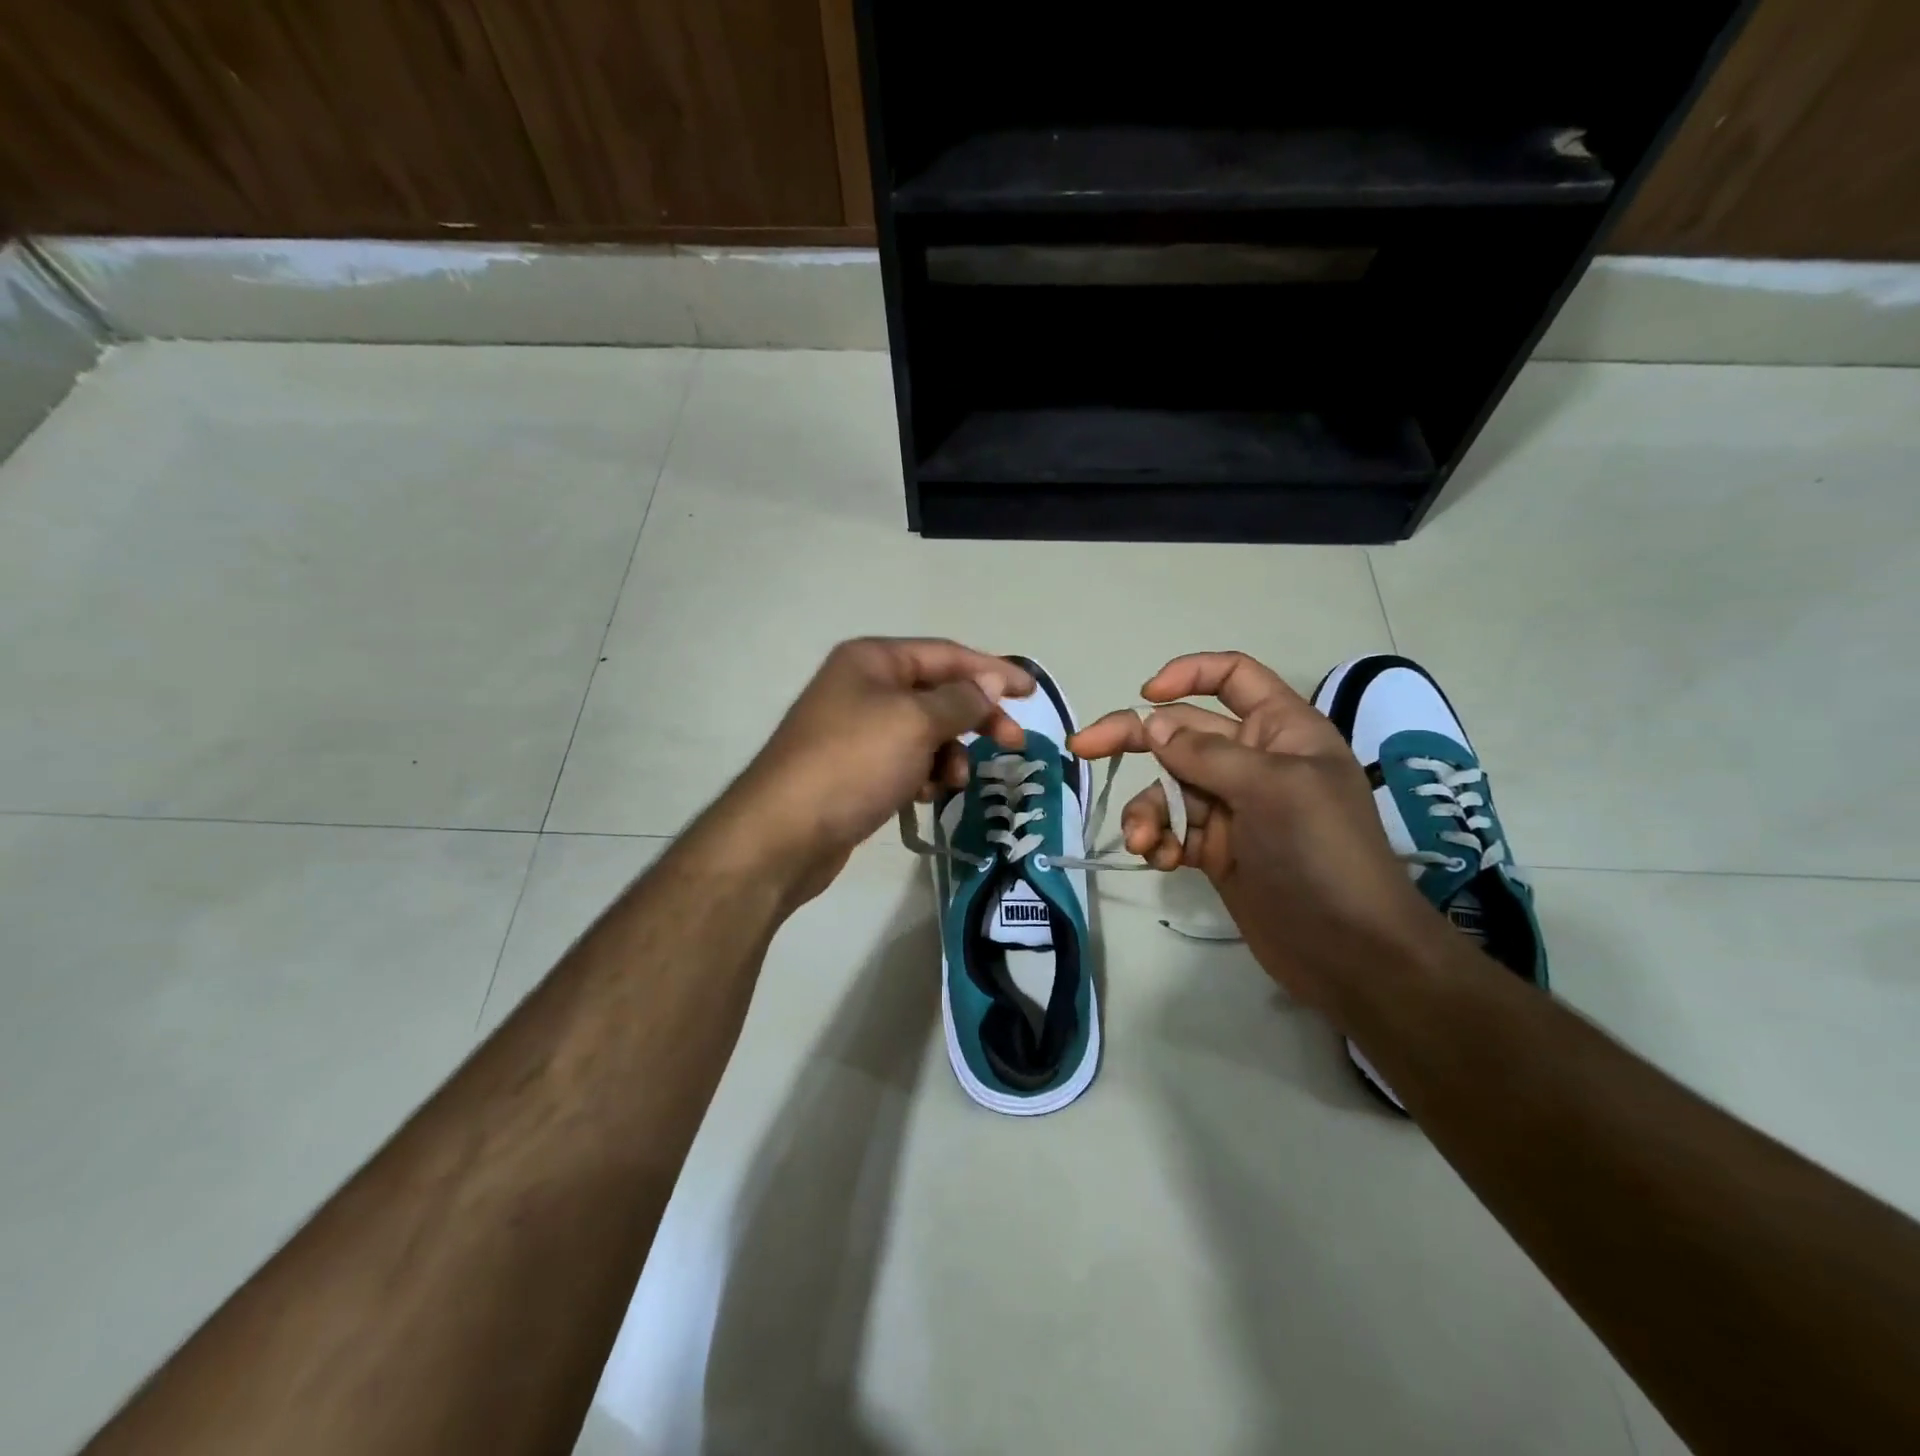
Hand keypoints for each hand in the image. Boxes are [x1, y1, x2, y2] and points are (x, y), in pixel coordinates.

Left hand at [711, 638, 1031, 904]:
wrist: (784, 834)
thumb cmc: (853, 763)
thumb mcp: (915, 722)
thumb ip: (961, 699)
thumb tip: (991, 680)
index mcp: (873, 660)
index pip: (946, 654)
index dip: (992, 670)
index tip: (1032, 692)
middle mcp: (864, 687)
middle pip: (938, 693)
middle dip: (976, 717)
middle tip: (1012, 744)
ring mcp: (858, 730)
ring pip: (925, 732)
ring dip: (949, 753)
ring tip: (951, 780)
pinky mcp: (856, 769)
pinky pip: (906, 760)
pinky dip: (924, 773)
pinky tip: (925, 795)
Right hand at [1070, 652, 1446, 1015]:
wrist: (1350, 952)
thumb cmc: (1324, 853)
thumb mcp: (1272, 789)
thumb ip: (1207, 754)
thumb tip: (1152, 726)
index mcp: (1281, 729)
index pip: (1233, 676)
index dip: (1188, 674)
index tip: (1146, 694)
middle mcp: (1253, 760)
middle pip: (1180, 731)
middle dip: (1133, 740)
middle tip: (1082, 749)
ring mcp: (1231, 806)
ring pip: (1167, 787)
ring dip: (1147, 810)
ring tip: (1144, 841)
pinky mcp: (1215, 848)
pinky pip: (1171, 829)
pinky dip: (1159, 841)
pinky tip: (1163, 861)